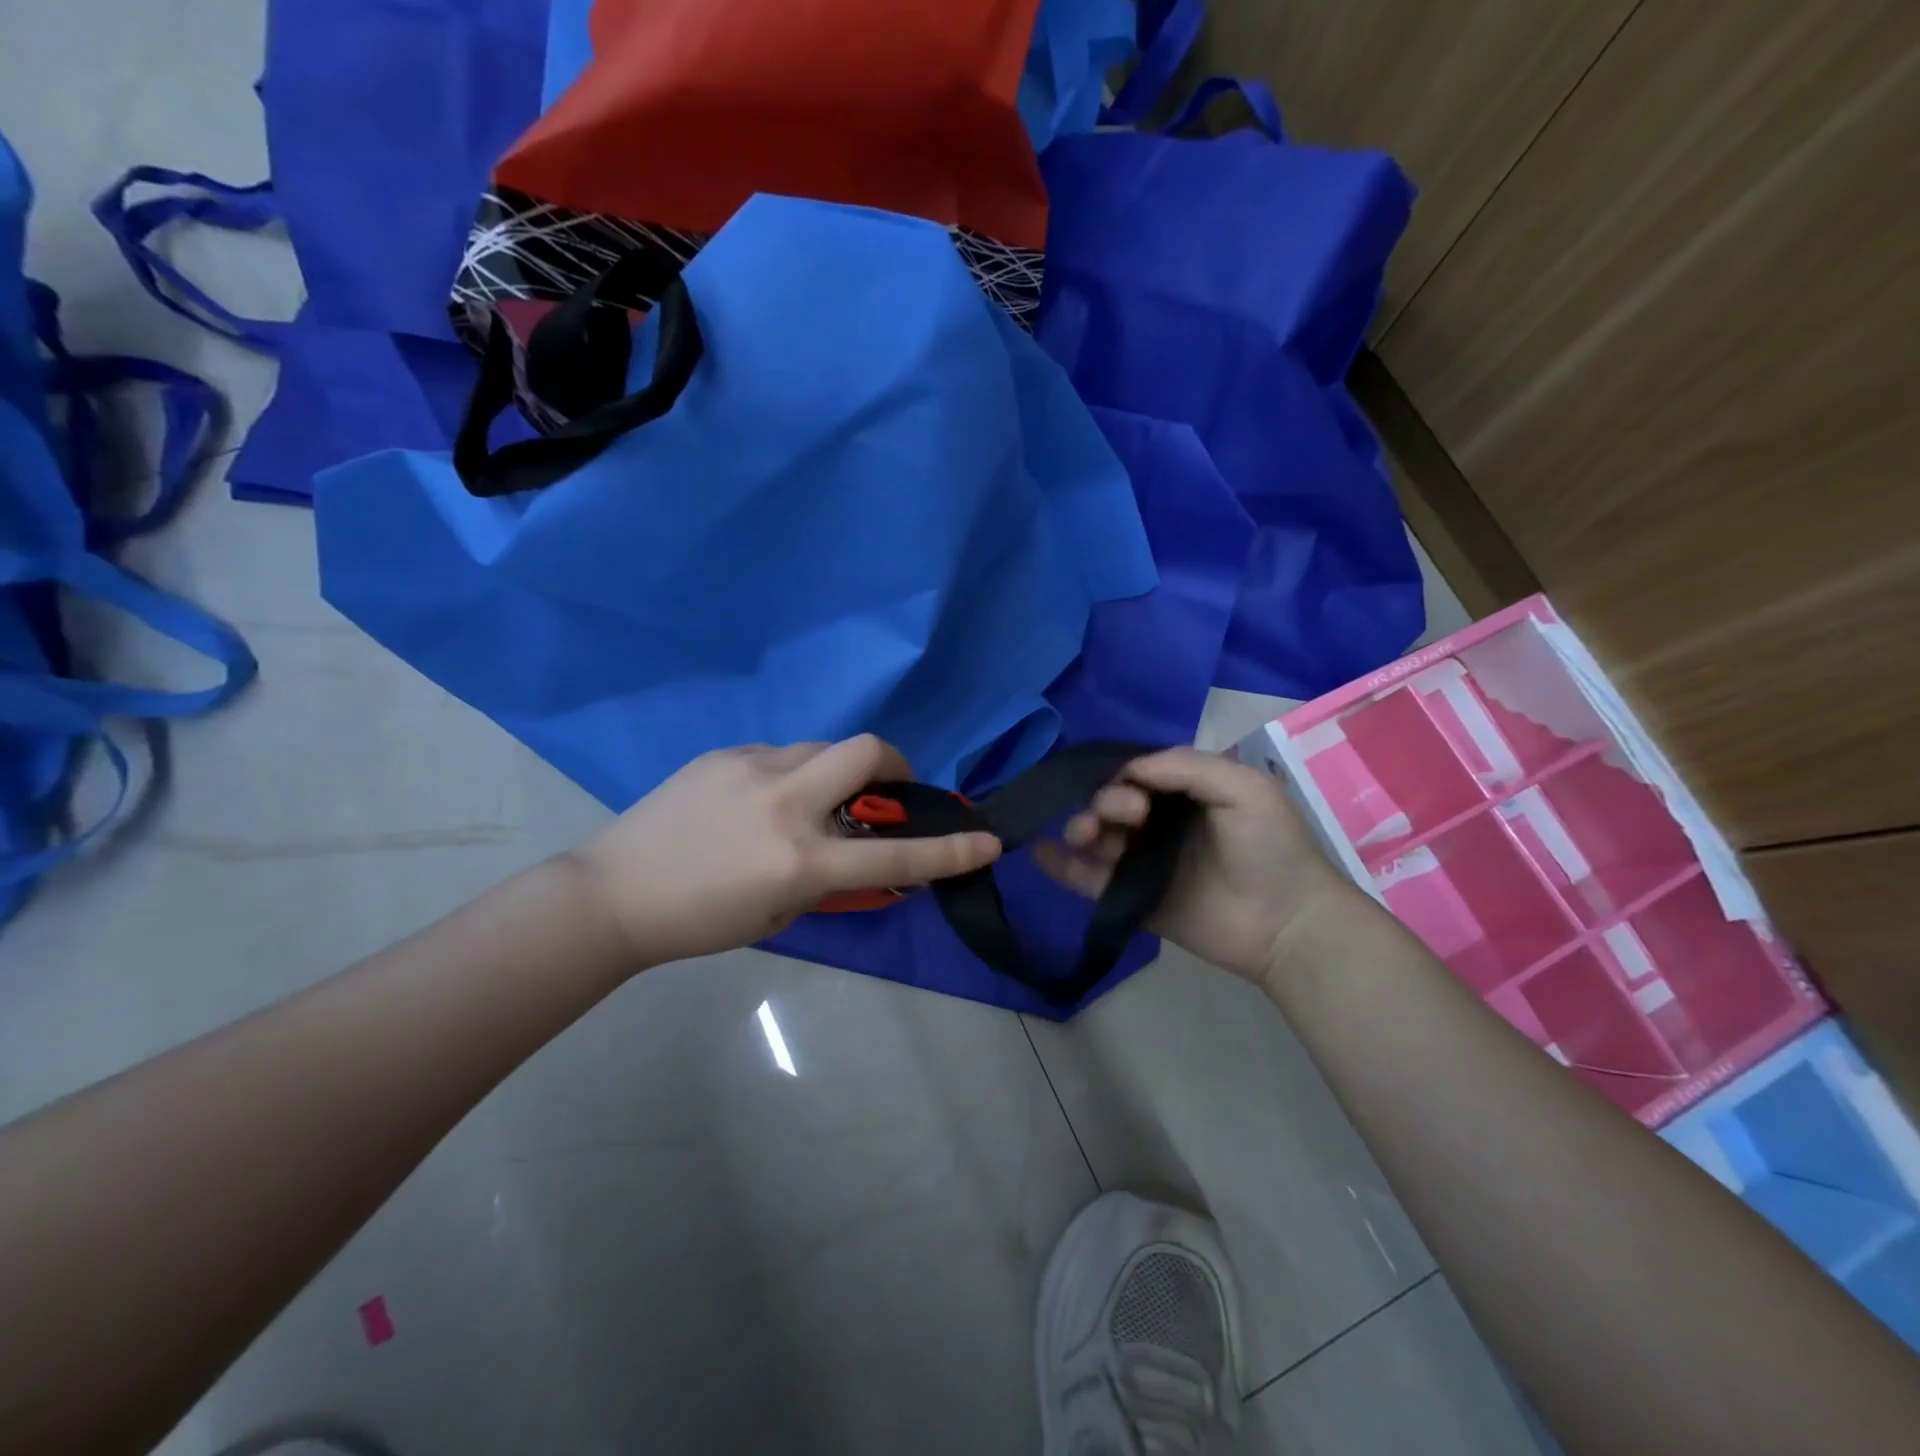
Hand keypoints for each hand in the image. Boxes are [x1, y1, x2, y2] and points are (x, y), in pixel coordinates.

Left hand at [569, 736, 1001, 967]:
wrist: (614, 893)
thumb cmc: (700, 921)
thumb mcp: (780, 913)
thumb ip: (828, 880)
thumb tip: (860, 851)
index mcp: (800, 860)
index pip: (895, 854)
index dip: (951, 850)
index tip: (990, 840)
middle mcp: (785, 804)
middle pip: (867, 750)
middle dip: (896, 763)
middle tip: (888, 788)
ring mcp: (752, 769)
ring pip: (822, 747)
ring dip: (836, 771)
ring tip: (810, 800)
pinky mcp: (724, 753)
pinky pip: (779, 753)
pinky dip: (790, 773)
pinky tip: (758, 800)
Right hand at [1035, 747, 1359, 983]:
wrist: (1287, 923)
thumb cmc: (1270, 847)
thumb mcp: (1243, 788)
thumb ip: (1185, 766)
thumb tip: (1128, 769)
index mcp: (1183, 793)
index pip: (1136, 773)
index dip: (1124, 774)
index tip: (1134, 789)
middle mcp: (1157, 824)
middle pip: (1109, 802)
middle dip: (1106, 801)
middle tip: (1131, 816)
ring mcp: (1141, 862)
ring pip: (1094, 836)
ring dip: (1080, 826)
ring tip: (1087, 835)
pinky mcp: (1130, 899)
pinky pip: (1086, 879)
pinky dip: (1060, 865)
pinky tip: (1039, 852)